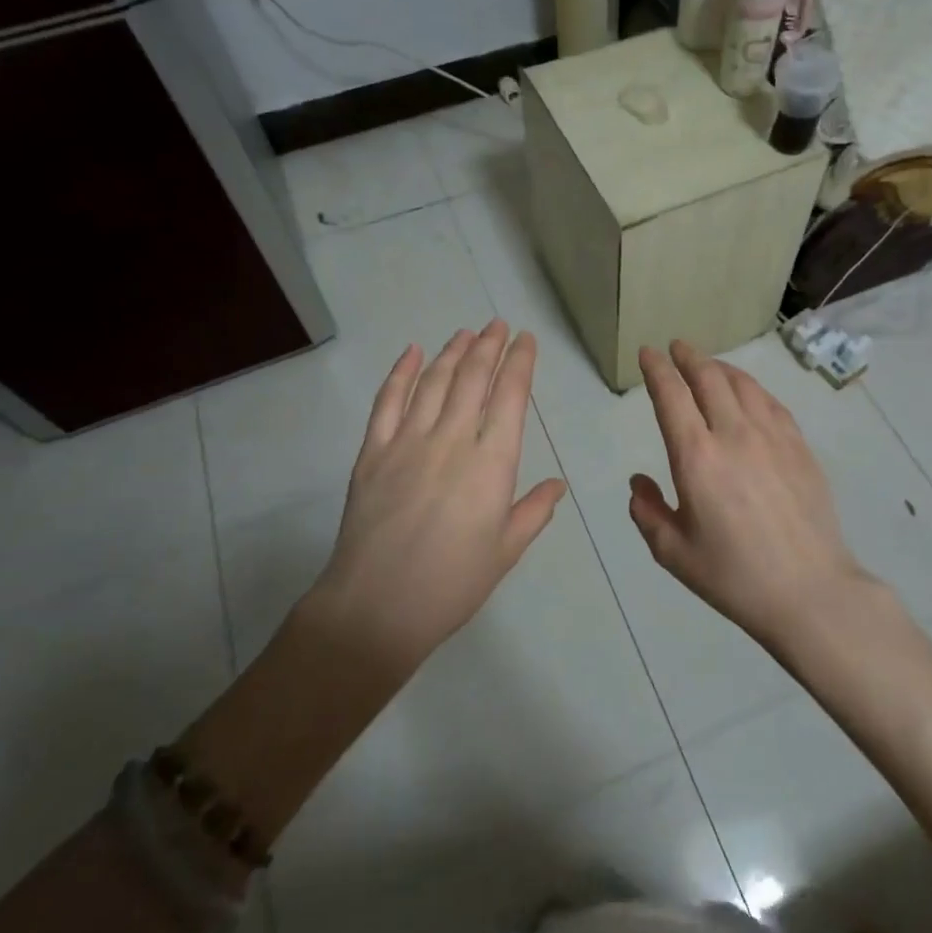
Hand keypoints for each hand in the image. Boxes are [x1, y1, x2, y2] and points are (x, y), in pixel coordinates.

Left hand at [312, 319, 567, 670]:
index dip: (519, 362)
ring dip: (452, 352)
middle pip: (472, 378)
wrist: (376, 608)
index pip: (510, 396)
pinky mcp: (372, 451)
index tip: (525, 339)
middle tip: (497, 324)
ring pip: (433, 381)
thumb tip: (558, 484)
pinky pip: (387, 401)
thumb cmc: (452, 584)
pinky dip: (400, 372)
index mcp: (491, 463)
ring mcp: (407, 441)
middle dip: (488, 345)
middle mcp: (452, 439)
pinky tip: (411, 353)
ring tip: (465, 333)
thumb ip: (534, 511)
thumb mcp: (505, 551)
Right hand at [629, 340, 874, 650]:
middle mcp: (733, 434)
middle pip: (709, 378)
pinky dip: (752, 388)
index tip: (648, 353)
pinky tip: (748, 393)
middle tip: (676, 347)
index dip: (657, 369)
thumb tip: (639, 481)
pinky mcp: (799, 447)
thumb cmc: (734, 576)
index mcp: (696, 457)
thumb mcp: (673, 553)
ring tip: (708, 365)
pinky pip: (771, 402)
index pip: (672, 395)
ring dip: (720, 367)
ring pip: (743, 384)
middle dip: (688, 357)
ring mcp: (772, 437)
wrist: (809, 591)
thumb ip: (647, 512)